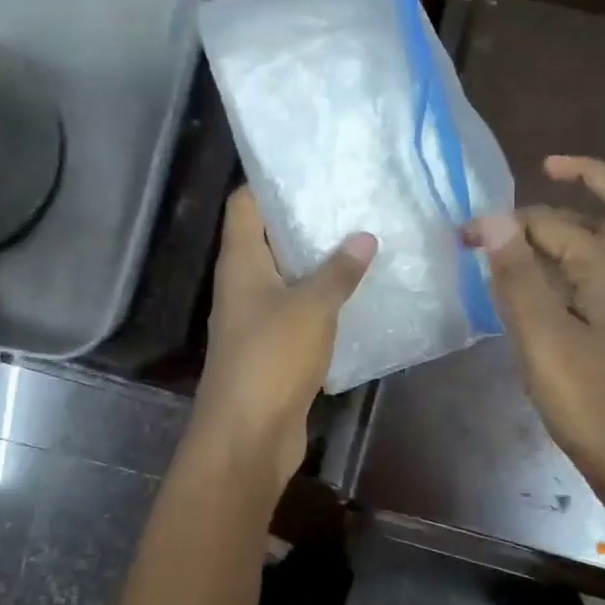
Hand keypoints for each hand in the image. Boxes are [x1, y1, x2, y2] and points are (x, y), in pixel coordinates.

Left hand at [193, 188, 376, 490]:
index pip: (244, 205)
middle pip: (269, 240)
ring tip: (365, 241)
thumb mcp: (311, 307)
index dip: (270, 182)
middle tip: (353, 202)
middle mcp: (243, 286)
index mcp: (240, 263)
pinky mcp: (274, 350)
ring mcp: (257, 320)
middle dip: (307, 222)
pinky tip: (359, 295)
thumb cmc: (271, 359)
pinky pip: (300, 314)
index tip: (312, 168)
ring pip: (288, 279)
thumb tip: (364, 237)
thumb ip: (338, 271)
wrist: (248, 436)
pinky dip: (324, 303)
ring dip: (320, 264)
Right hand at [466, 155, 604, 533]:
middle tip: (538, 180)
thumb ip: (516, 274)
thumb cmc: (588, 396)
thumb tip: (490, 217)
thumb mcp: (543, 334)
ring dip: (571, 224)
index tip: (466, 232)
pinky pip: (595, 272)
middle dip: (579, 186)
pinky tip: (534, 278)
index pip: (553, 222)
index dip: (508, 222)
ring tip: (520, 231)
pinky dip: (567, 260)